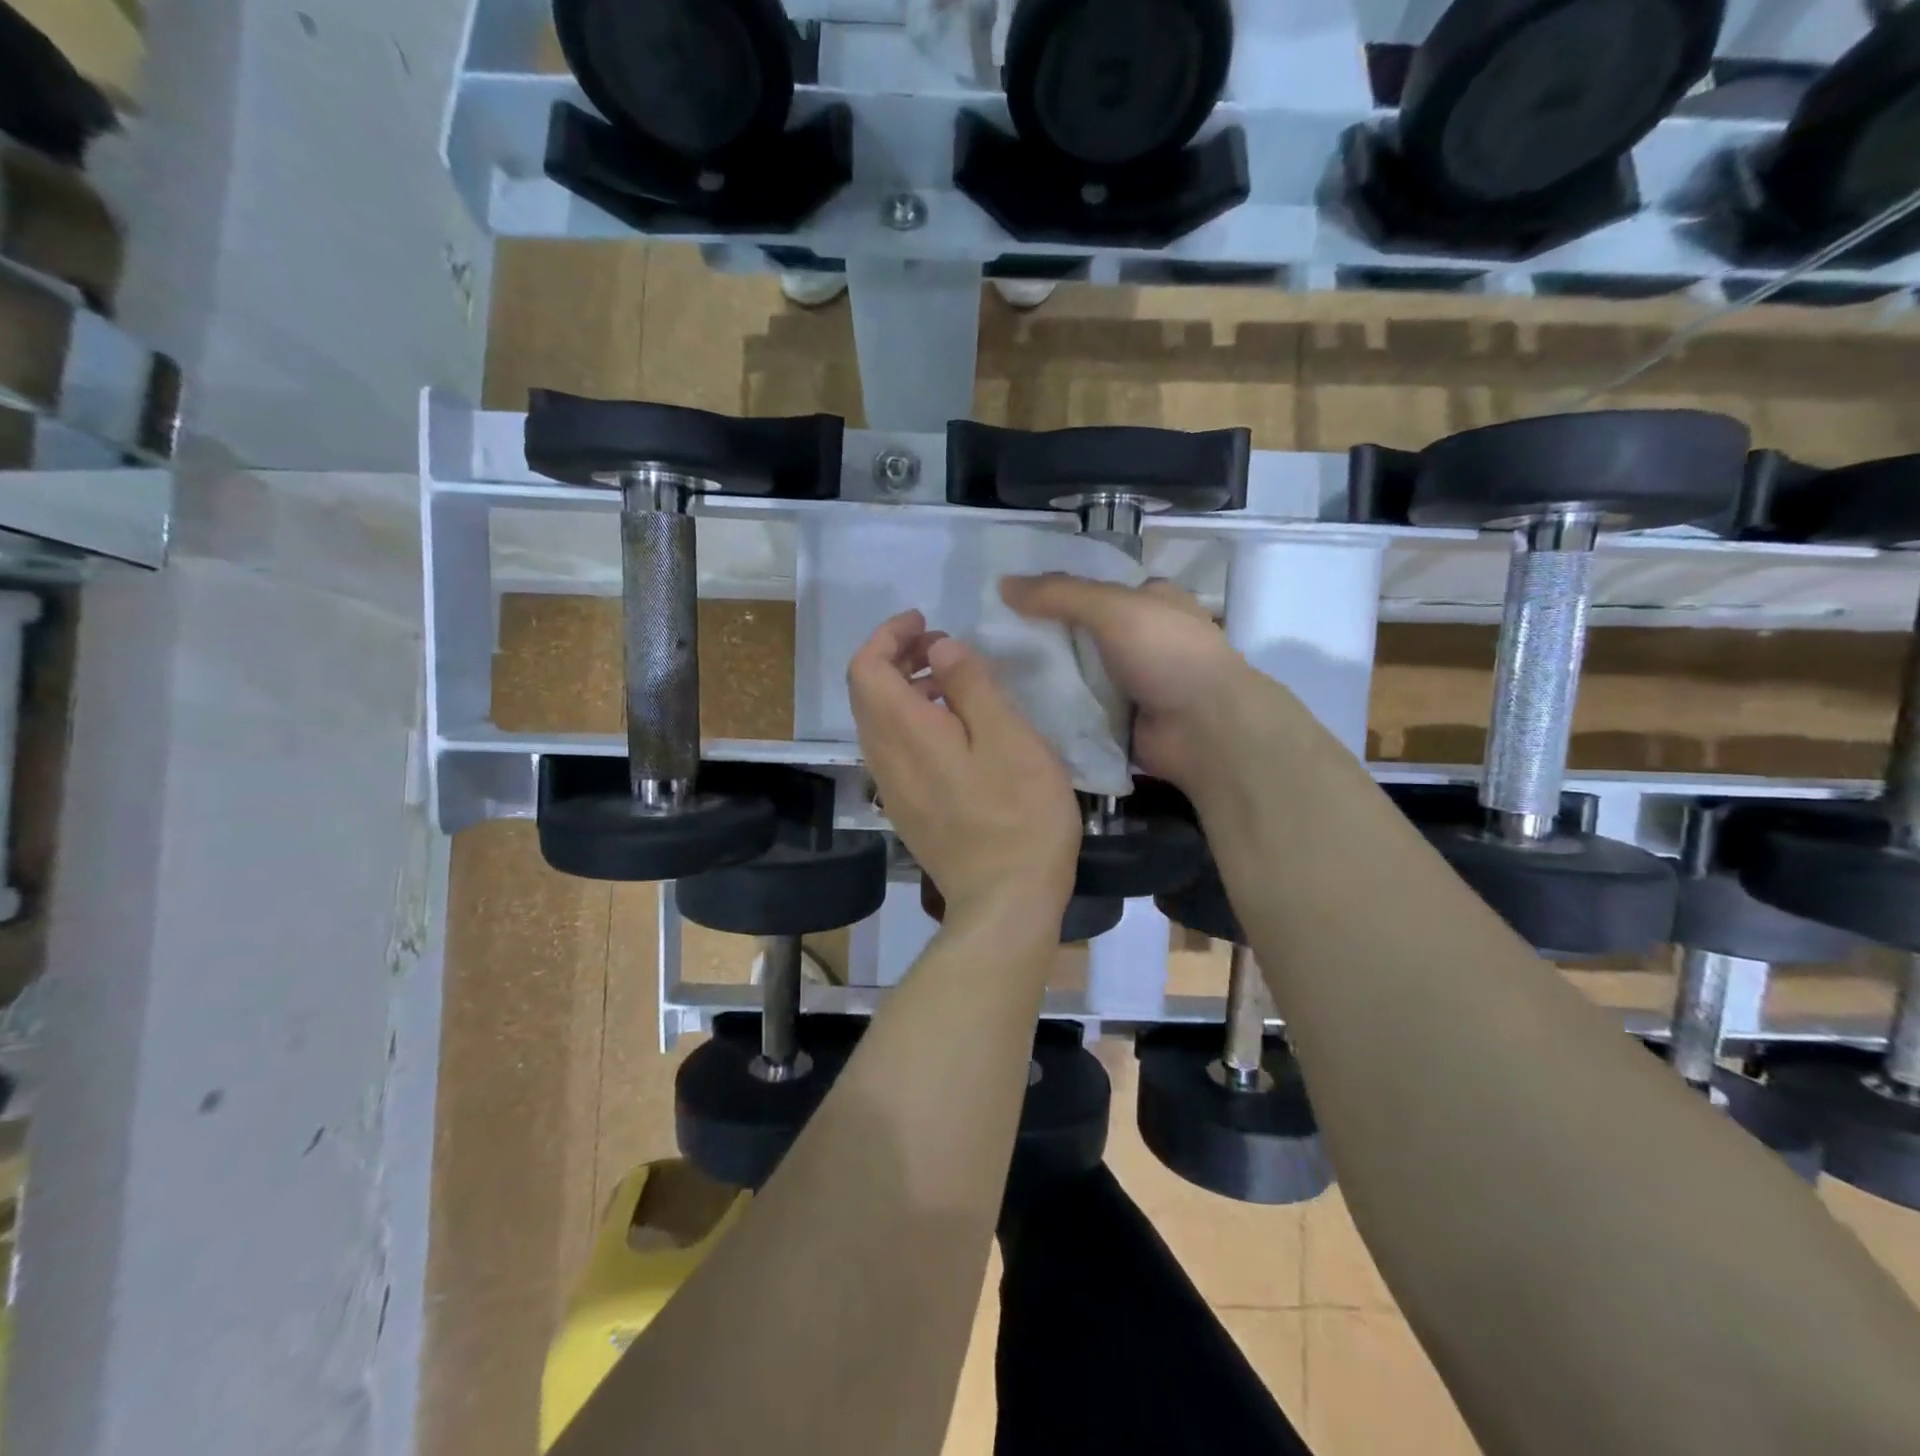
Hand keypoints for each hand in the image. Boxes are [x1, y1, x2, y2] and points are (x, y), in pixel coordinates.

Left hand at [847, 610, 1079, 926]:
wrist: (1005, 902)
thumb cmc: (1018, 814)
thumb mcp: (1008, 737)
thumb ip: (970, 685)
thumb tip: (940, 648)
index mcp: (905, 733)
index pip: (866, 668)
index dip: (888, 635)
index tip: (926, 621)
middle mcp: (885, 758)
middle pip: (866, 692)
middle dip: (896, 656)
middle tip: (943, 646)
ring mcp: (892, 788)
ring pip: (878, 721)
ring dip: (905, 689)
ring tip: (953, 682)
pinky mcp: (907, 809)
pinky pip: (893, 749)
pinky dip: (911, 721)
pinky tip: (955, 730)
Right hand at [1001, 574, 1245, 793]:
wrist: (1204, 729)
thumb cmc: (1167, 653)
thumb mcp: (1112, 608)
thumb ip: (1058, 594)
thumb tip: (1002, 584)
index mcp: (1149, 600)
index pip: (1091, 587)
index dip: (1051, 589)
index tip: (1004, 597)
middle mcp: (1140, 638)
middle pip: (1078, 631)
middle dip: (1040, 635)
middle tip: (986, 638)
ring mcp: (1130, 681)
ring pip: (1074, 672)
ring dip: (1043, 674)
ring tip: (990, 672)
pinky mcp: (1118, 719)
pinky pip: (1076, 709)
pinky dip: (1053, 709)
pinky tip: (1014, 707)